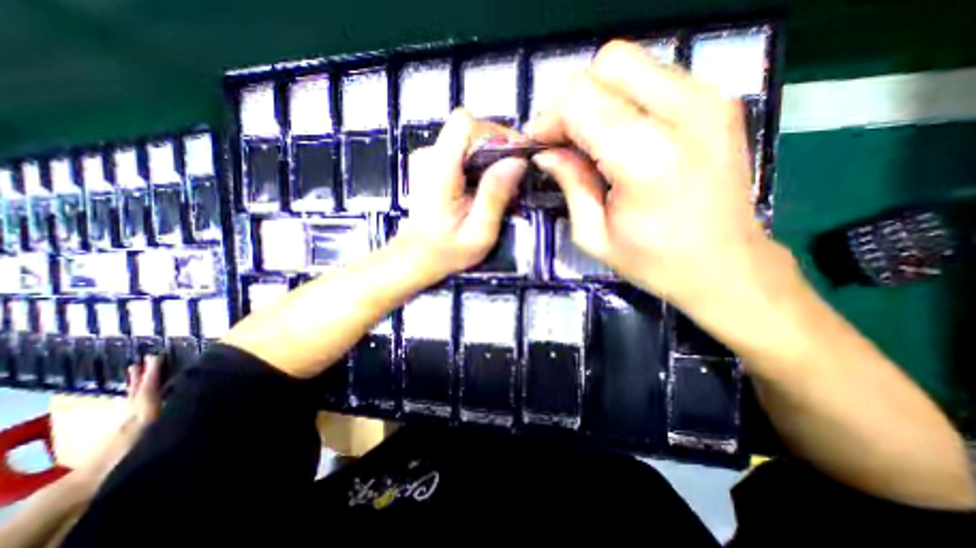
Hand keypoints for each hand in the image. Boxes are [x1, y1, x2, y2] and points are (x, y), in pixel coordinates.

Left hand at [71, 359, 159, 490]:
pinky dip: (134, 394)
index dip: (153, 372)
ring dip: (134, 382)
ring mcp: (126, 419)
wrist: (95, 478)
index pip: (149, 386)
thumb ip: (171, 414)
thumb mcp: (155, 432)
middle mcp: (134, 410)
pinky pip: (131, 403)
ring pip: (132, 395)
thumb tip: (191, 396)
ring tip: (134, 370)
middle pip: (138, 388)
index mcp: (144, 409)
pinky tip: (135, 395)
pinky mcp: (123, 427)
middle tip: (145, 359)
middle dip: (142, 374)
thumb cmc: (132, 451)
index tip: (156, 356)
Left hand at [394, 106, 525, 277]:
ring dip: (490, 159)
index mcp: (438, 170)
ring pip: (470, 140)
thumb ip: (495, 196)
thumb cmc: (448, 250)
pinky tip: (483, 188)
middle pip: (471, 130)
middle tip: (513, 180)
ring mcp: (429, 157)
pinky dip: (479, 165)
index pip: (465, 124)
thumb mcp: (479, 232)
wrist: (418, 255)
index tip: (514, 158)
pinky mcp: (432, 163)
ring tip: (500, 188)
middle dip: (498, 150)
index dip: (494, 134)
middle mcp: (429, 155)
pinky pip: (464, 151)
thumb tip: (517, 161)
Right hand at [531, 41, 774, 310]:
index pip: (580, 98)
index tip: (541, 145)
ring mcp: (708, 100)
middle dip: (573, 100)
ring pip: (632, 63)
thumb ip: (569, 184)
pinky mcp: (718, 102)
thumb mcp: (594, 235)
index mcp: (645, 157)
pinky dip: (625, 99)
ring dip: (599, 97)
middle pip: (608, 63)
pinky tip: (621, 137)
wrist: (726, 266)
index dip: (550, 118)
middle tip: (564, 140)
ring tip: (591, 140)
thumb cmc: (654, 261)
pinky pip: (655, 77)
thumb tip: (545, 153)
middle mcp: (683, 114)